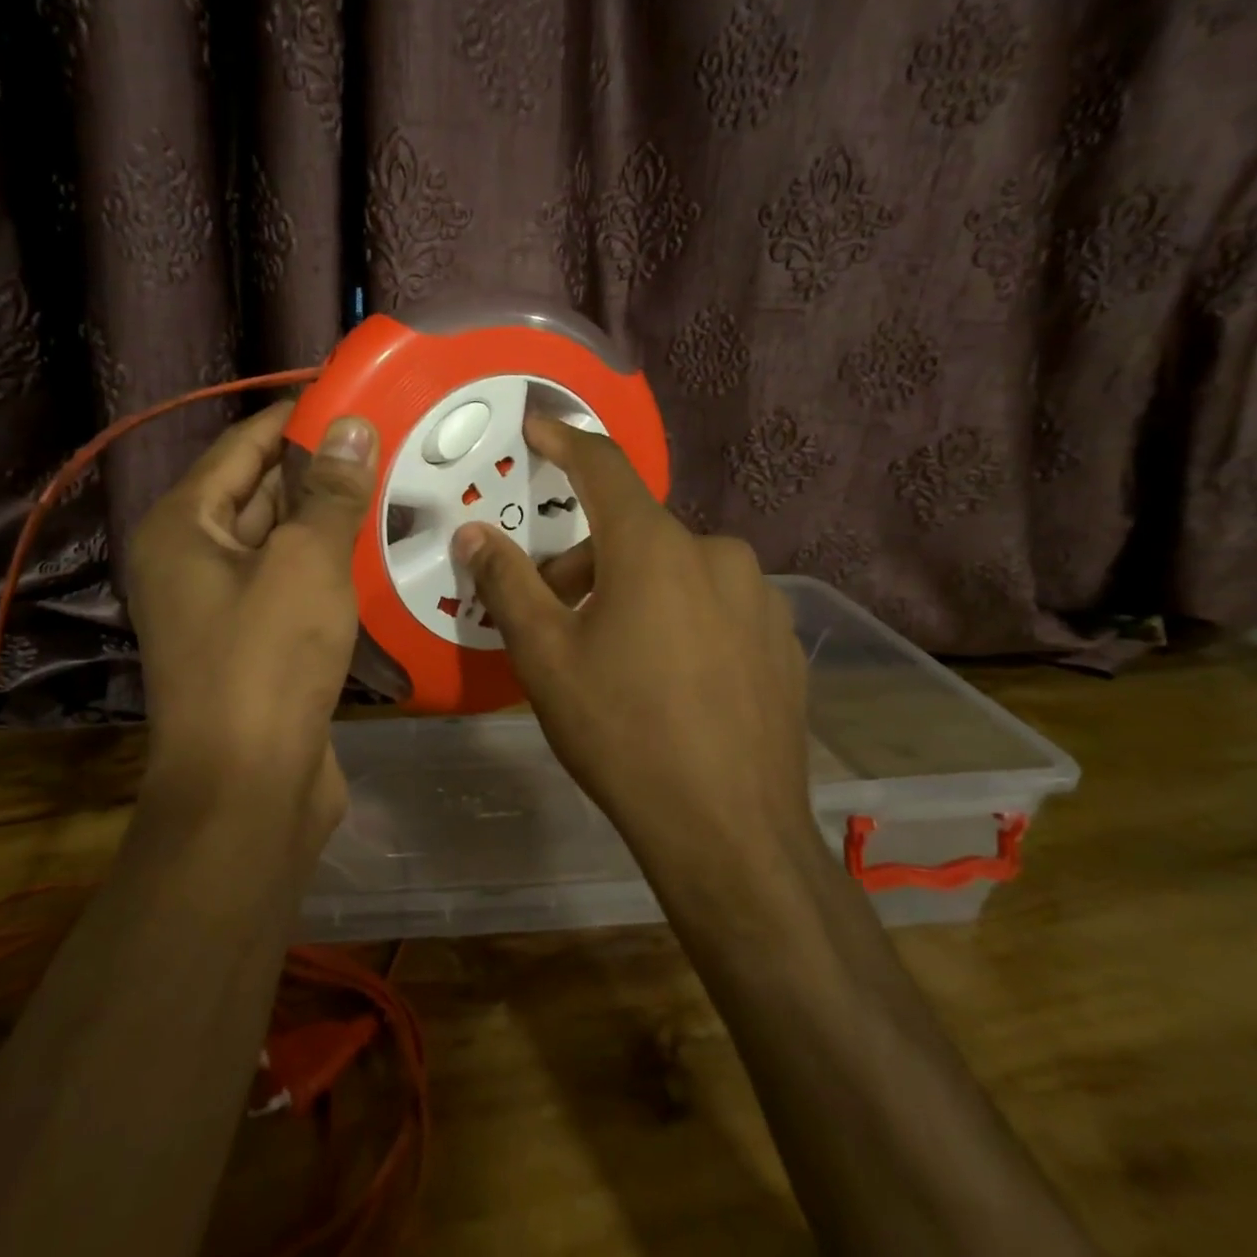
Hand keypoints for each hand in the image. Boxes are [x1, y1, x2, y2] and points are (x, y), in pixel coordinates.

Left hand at [124, 401, 377, 836]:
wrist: (249, 790)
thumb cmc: (267, 661)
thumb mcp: (306, 562)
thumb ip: (330, 491)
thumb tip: (353, 424)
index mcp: (184, 526)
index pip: (243, 445)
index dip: (297, 416)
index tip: (353, 395)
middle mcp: (192, 559)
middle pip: (258, 490)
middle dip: (319, 466)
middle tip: (388, 438)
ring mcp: (221, 604)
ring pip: (280, 539)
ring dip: (328, 515)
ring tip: (394, 481)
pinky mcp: (254, 642)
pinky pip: (292, 582)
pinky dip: (329, 563)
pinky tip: (378, 548)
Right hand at [451, 416, 815, 880]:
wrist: (729, 830)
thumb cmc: (622, 732)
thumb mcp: (546, 657)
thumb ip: (508, 584)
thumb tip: (474, 535)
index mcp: (655, 548)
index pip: (603, 468)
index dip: (565, 440)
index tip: (539, 426)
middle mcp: (716, 554)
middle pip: (636, 532)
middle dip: (587, 559)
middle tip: (554, 609)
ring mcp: (759, 596)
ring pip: (679, 569)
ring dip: (635, 589)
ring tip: (613, 652)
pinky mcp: (782, 638)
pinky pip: (717, 604)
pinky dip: (680, 616)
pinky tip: (670, 678)